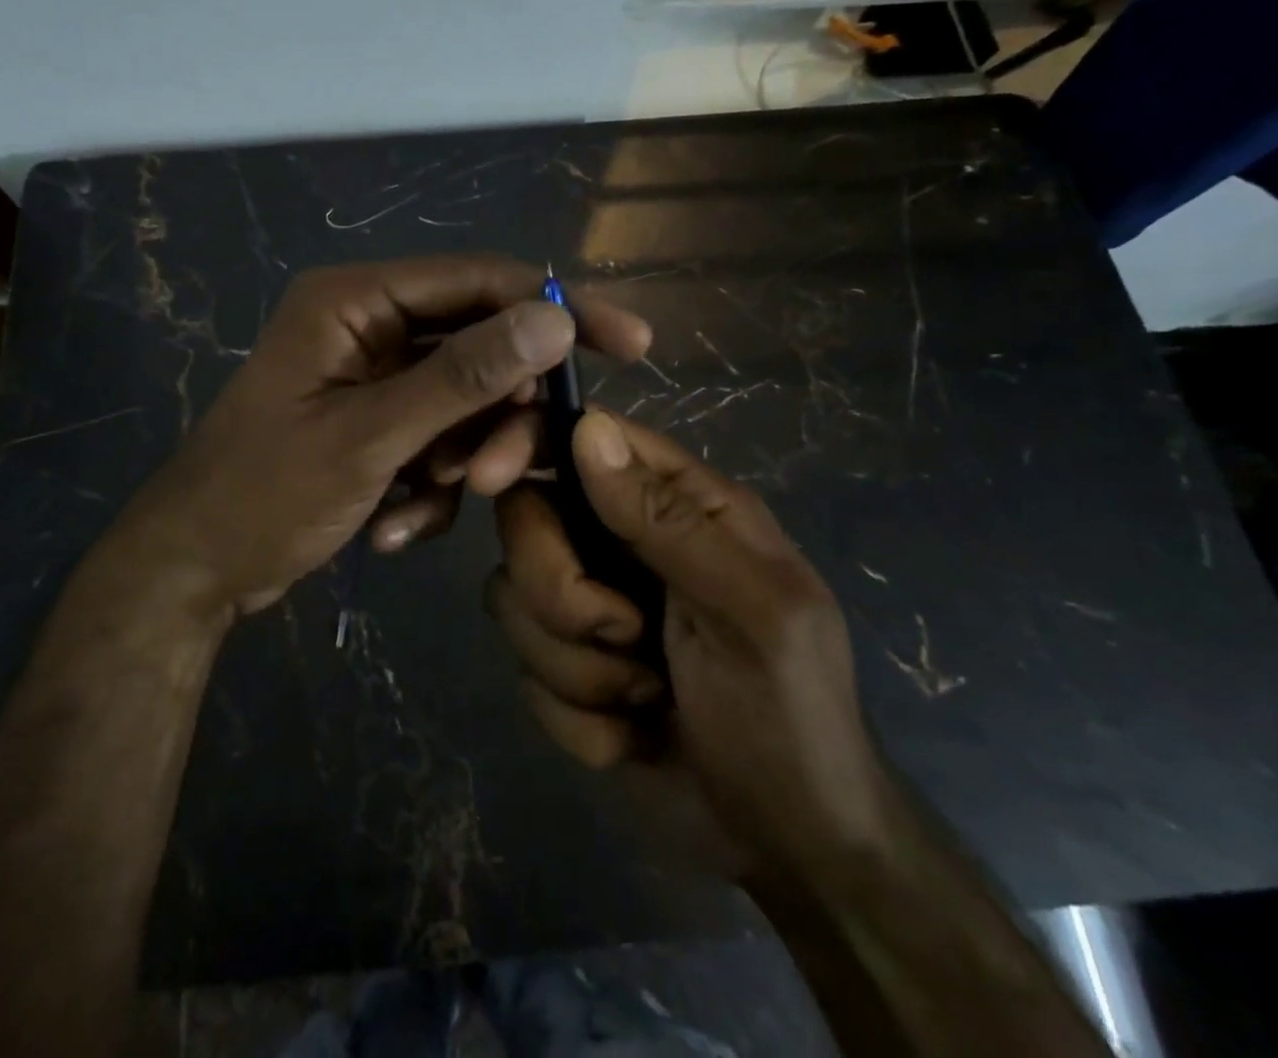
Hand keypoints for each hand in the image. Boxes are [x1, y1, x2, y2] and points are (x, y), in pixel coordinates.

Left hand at [115, 257, 650, 621]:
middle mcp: (371, 325)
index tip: (631, 344)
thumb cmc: (265, 491)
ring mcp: (376, 378)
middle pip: (480, 347)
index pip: (481, 281)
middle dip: (495, 415)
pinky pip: (440, 439)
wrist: (197, 568)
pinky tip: (391, 524)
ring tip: (422, 504)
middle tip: (494, 475)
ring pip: (466, 402)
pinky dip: (431, 485)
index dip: (557, 309)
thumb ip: (462, 376)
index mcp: (357, 299)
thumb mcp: (369, 435)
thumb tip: (554, 321)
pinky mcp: (379, 424)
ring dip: (462, 458)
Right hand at [488, 409, 895, 880]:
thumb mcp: (752, 611)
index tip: (486, 476)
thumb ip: (667, 519)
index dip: (525, 443)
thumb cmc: (791, 714)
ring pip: (512, 599)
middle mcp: (618, 540)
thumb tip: (587, 428)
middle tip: (628, 635)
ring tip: (647, 696)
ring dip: (578, 667)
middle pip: (525, 519)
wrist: (786, 849)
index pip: (582, 437)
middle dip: (561, 591)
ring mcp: (585, 603)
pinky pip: (523, 671)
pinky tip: (633, 734)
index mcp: (674, 504)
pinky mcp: (563, 666)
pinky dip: (579, 716)